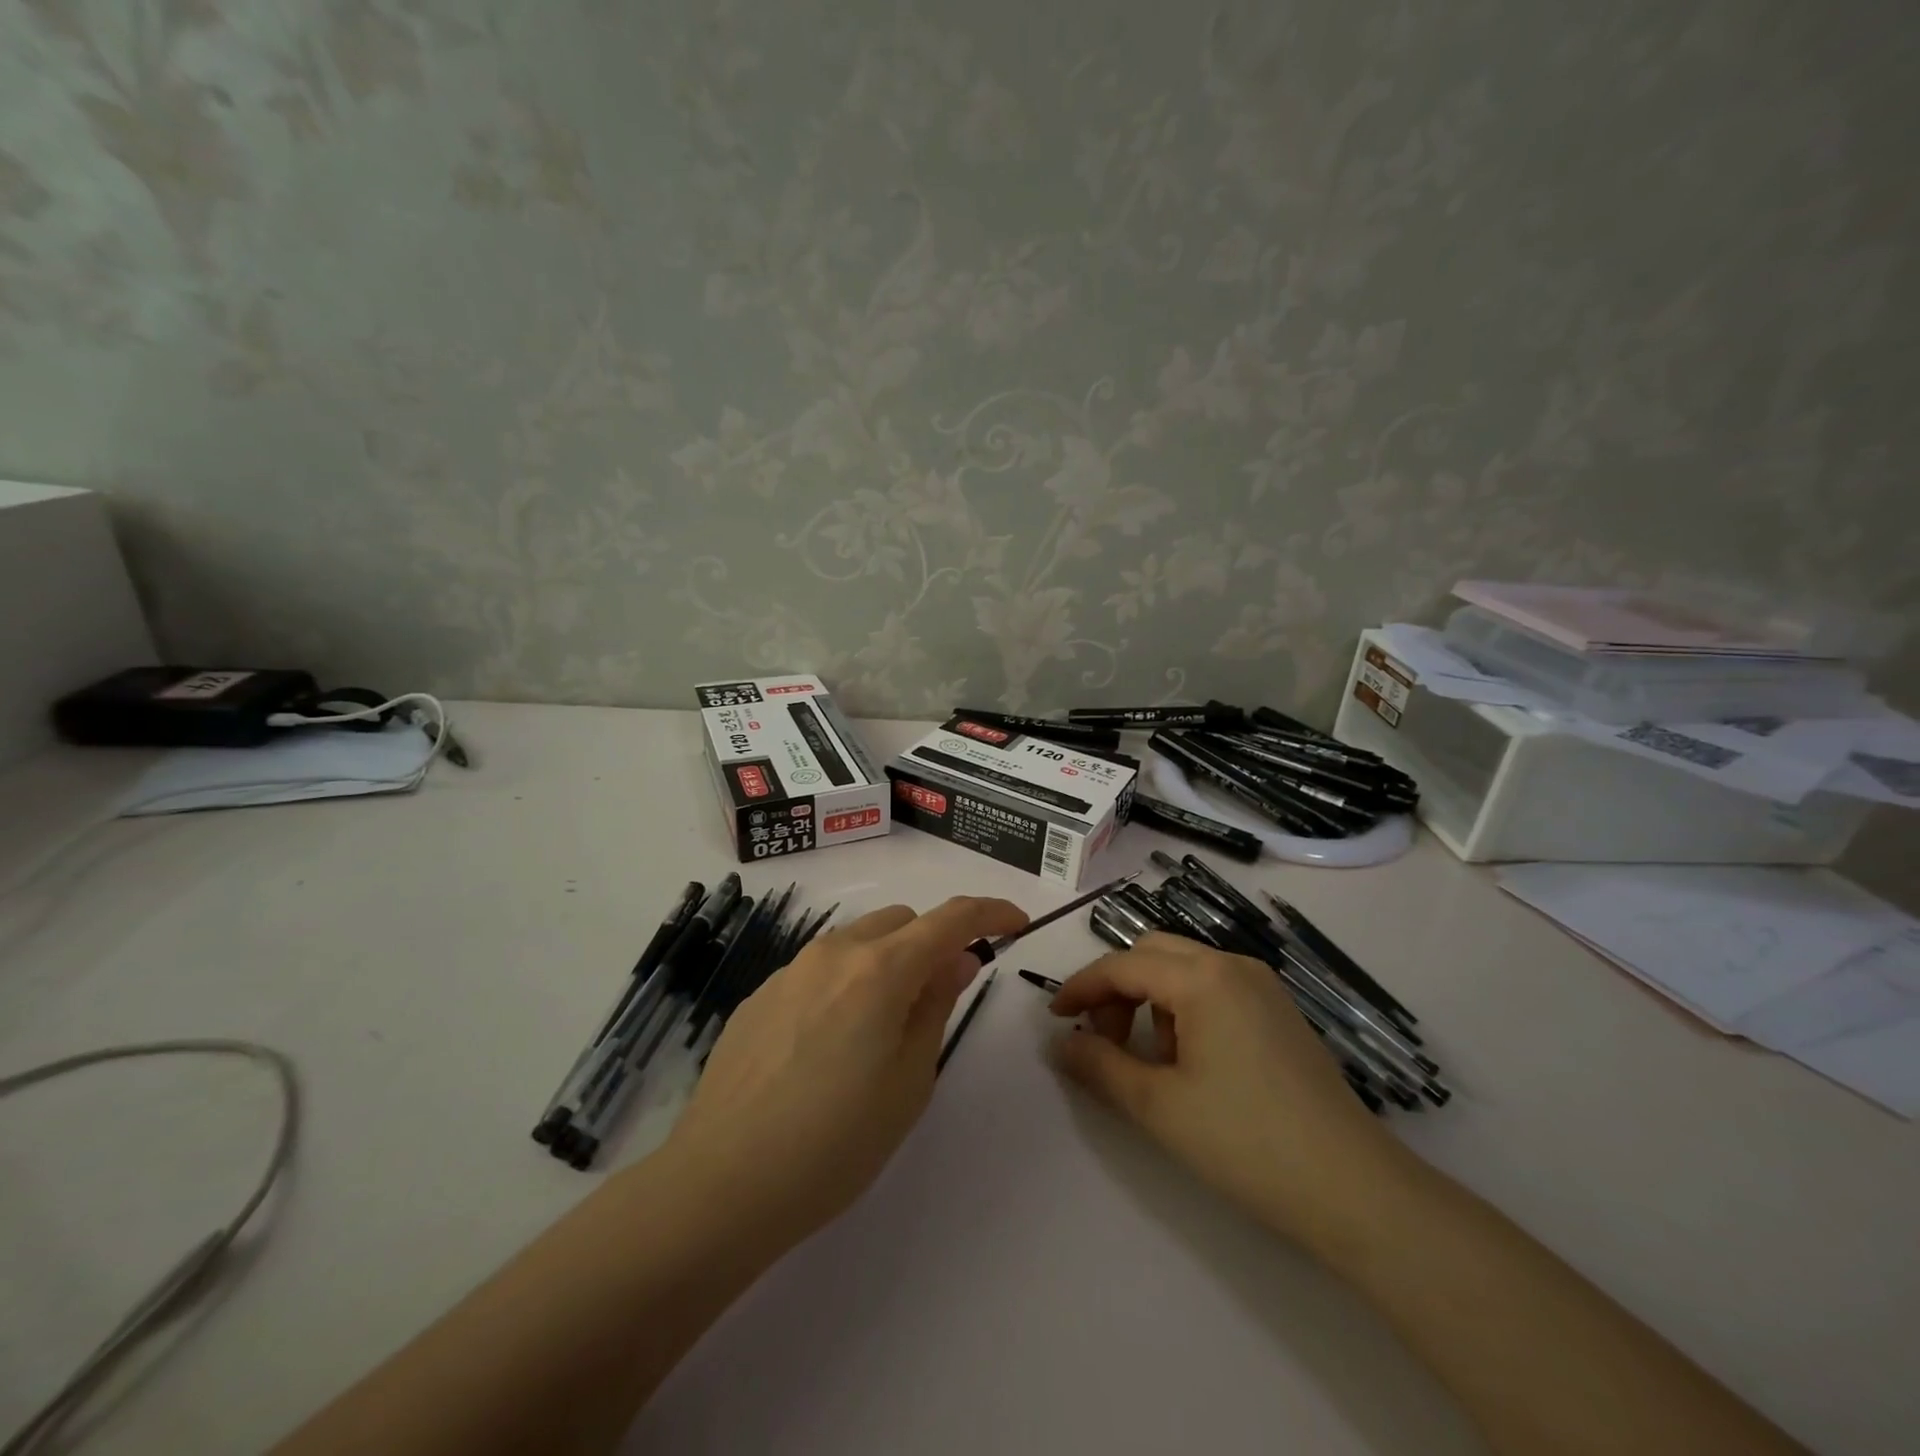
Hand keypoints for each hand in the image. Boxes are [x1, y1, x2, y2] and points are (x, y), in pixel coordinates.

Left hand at [664, 896, 1027, 1250]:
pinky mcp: (760, 995)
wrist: (721, 1183)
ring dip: (886, 961)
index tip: (1016, 924)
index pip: (951, 918)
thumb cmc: (835, 1143)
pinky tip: (827, 1046)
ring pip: (858, 940)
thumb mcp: (910, 1080)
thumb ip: (936, 1005)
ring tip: (880, 1029)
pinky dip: (845, 983)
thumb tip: (956, 958)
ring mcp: (790, 970)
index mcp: (880, 970)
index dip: (991, 912)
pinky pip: (819, 969)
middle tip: (939, 998)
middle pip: (902, 922)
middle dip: (933, 943)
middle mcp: (834, 952)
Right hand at [1048, 932, 1410, 1250]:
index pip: (1123, 965)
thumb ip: (1099, 1065)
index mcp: (1203, 978)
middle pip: (1153, 954)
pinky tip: (1192, 1062)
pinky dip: (1185, 1008)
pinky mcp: (1280, 1012)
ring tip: (1151, 1060)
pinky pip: (1215, 988)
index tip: (1055, 1017)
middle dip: (1118, 988)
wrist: (1355, 1190)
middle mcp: (1233, 966)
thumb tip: (1060, 1043)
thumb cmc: (1246, 1142)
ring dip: (1151, 998)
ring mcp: (1263, 987)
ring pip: (1185, 969)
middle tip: (1103, 1038)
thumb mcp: (1158, 1106)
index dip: (1082, 987)